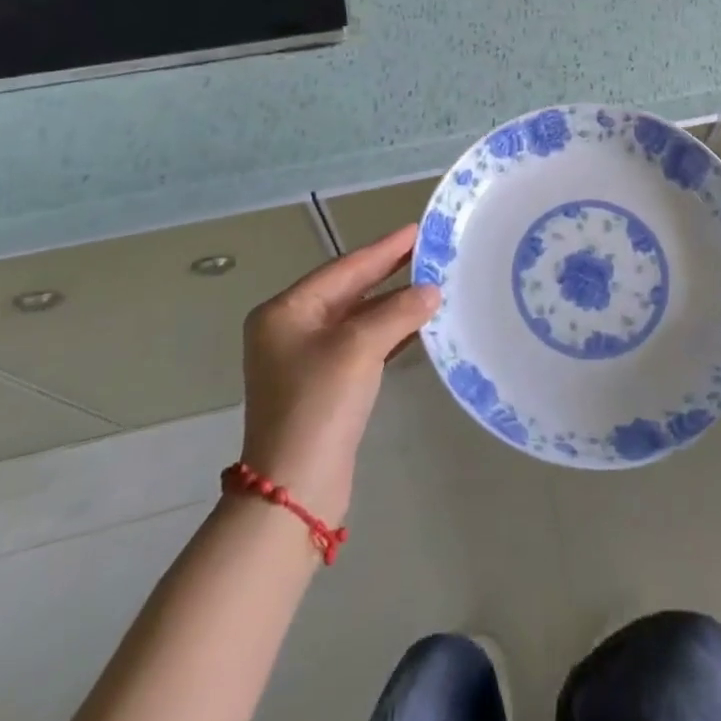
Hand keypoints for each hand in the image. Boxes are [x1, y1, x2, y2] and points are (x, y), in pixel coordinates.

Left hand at [238, 224, 438, 524]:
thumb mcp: (359, 347)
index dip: (384, 249)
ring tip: (434, 284)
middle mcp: (291, 329)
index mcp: (286, 311)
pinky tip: (419, 325)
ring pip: (358, 318)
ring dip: (394, 304)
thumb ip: (398, 311)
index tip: (418, 230)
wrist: (294, 489)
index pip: (345, 268)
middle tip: (430, 253)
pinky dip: (389, 332)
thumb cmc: (319, 404)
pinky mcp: (324, 385)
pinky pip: (362, 344)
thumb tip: (432, 290)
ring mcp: (306, 359)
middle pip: (350, 290)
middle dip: (390, 273)